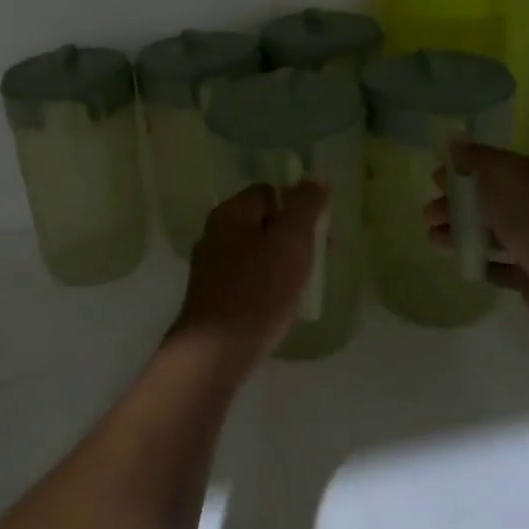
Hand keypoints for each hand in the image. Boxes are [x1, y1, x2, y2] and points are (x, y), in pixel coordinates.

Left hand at [173, 181, 330, 367]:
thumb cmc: (259, 290)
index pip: (269, 192)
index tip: (319, 231)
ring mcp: (209, 265)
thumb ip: (305, 206)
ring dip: (281, 261)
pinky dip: (265, 283)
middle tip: (318, 259)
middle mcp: (214, 232)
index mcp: (230, 213)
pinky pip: (245, 277)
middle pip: (261, 221)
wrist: (215, 351)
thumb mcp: (291, 242)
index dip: (297, 206)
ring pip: (254, 251)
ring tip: (303, 284)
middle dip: (293, 236)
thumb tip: (315, 178)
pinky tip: (279, 304)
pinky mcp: (210, 295)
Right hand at [425, 143, 528, 334]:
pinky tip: (462, 263)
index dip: (462, 169)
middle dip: (454, 205)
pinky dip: (481, 262)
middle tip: (428, 214)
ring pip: (489, 233)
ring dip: (460, 233)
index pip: (492, 166)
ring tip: (434, 241)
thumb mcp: (502, 176)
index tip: (434, 178)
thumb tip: (455, 142)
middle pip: (487, 200)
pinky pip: (500, 266)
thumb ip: (476, 158)